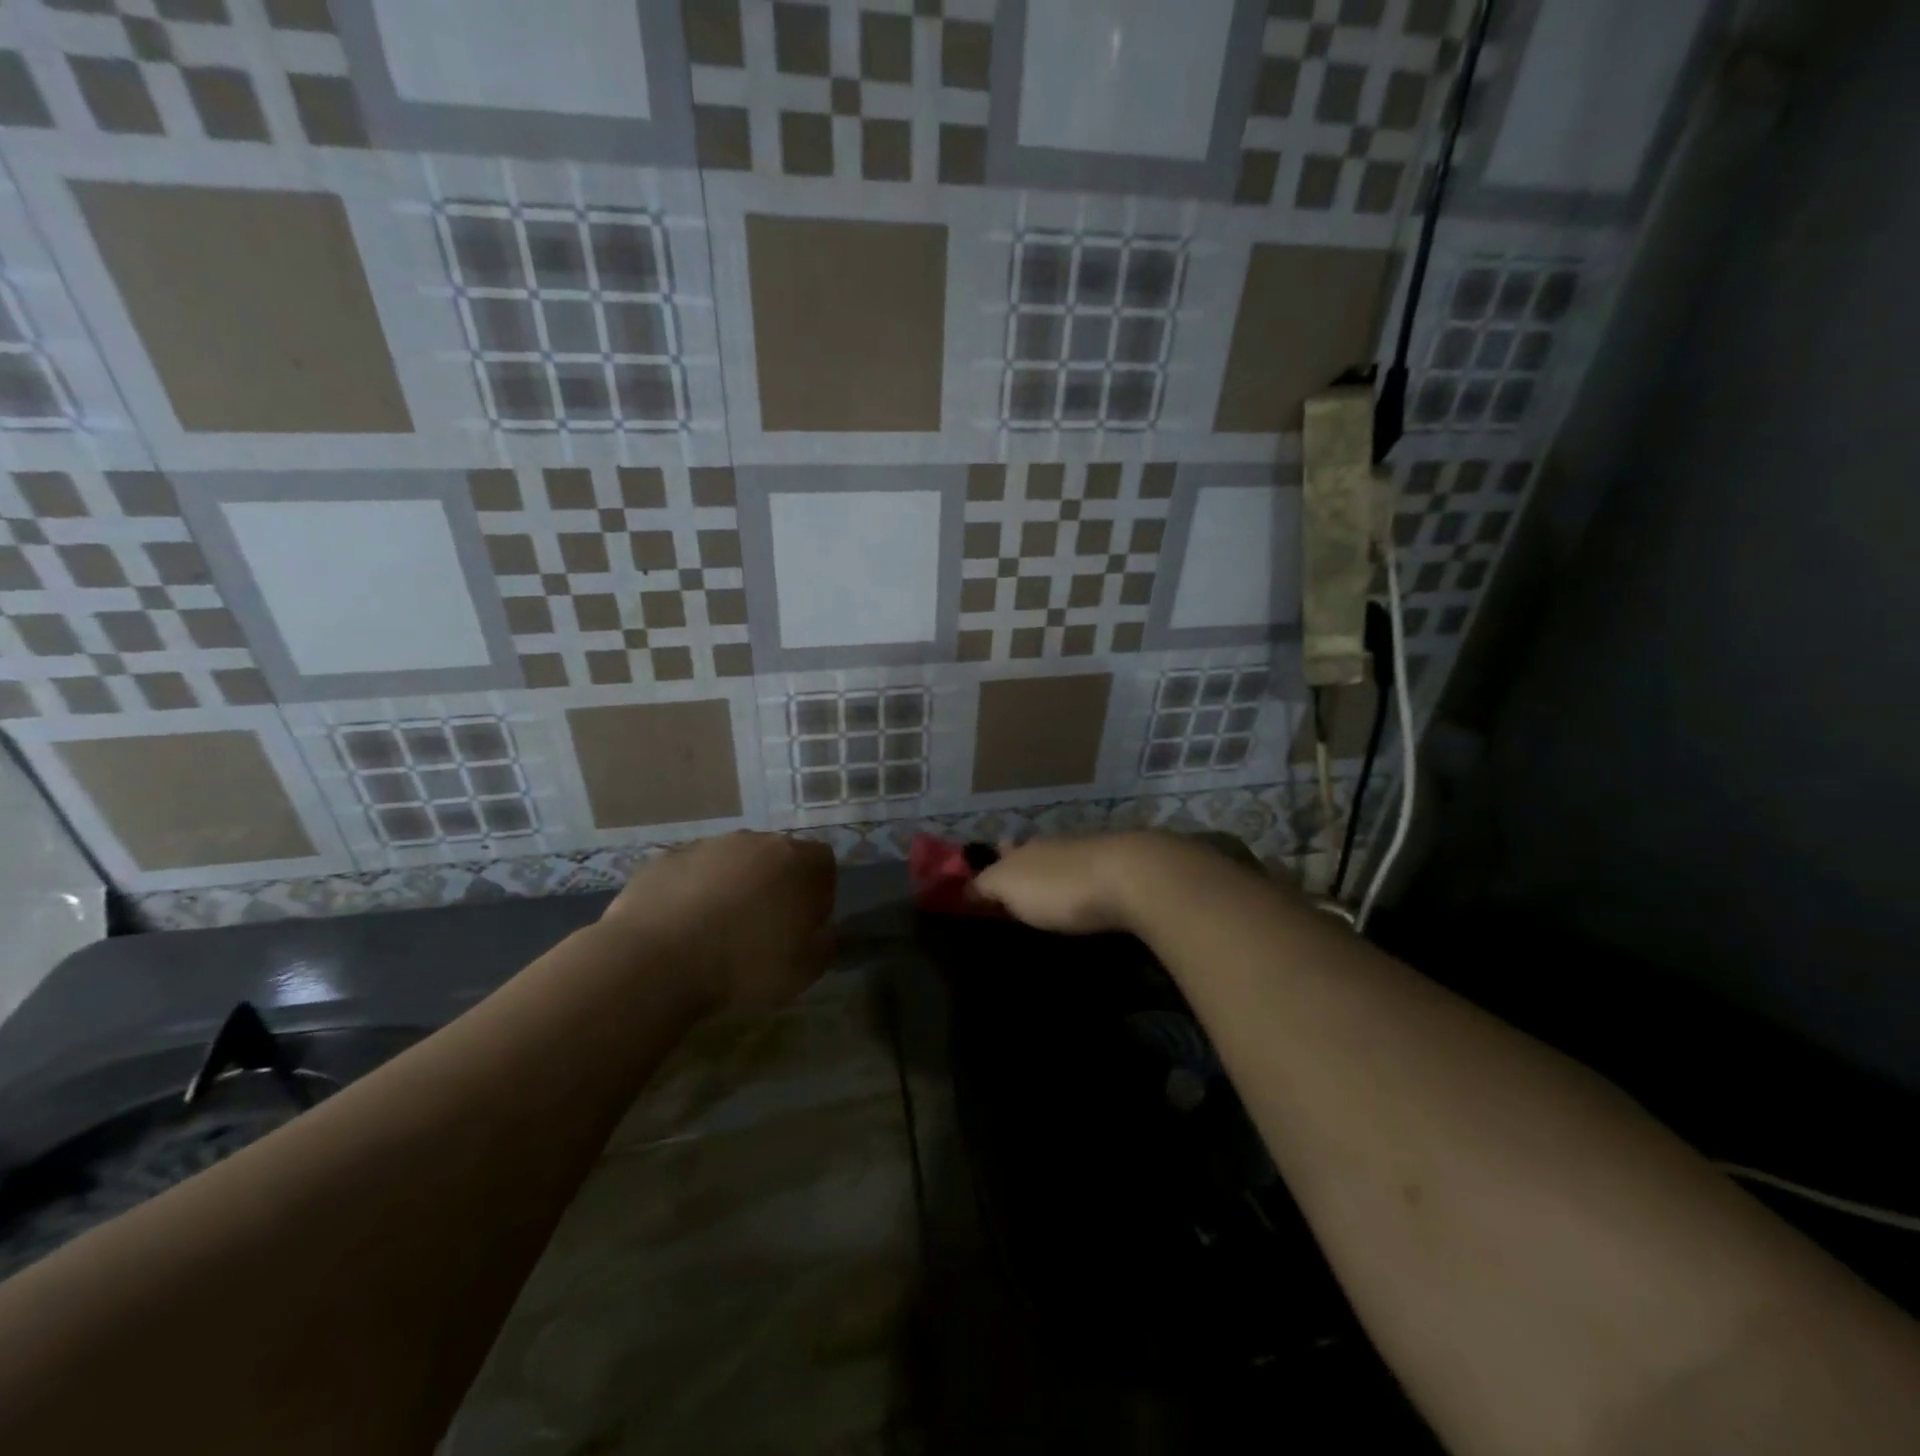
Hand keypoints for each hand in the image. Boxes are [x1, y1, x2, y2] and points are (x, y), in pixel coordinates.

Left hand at [601, 832, 836, 1011]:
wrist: (656, 960)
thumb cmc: (744, 964)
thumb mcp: (805, 970)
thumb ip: (825, 944)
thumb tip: (821, 931)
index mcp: (797, 860)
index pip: (823, 862)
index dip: (819, 893)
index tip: (805, 925)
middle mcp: (756, 841)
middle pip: (777, 856)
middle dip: (775, 885)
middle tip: (763, 927)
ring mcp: (709, 845)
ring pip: (734, 861)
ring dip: (734, 886)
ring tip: (719, 929)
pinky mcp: (668, 857)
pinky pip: (694, 872)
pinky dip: (695, 892)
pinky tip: (684, 927)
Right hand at [970, 832, 1172, 934]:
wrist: (1129, 877)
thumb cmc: (1059, 886)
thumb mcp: (1009, 887)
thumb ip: (986, 886)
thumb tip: (965, 887)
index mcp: (1024, 849)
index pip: (1002, 852)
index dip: (993, 861)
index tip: (985, 876)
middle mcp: (1053, 846)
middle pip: (1033, 853)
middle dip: (1023, 865)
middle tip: (1016, 886)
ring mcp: (1087, 855)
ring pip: (1061, 862)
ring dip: (1053, 874)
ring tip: (1047, 892)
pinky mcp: (1117, 871)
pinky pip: (1089, 875)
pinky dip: (1081, 884)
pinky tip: (1082, 895)